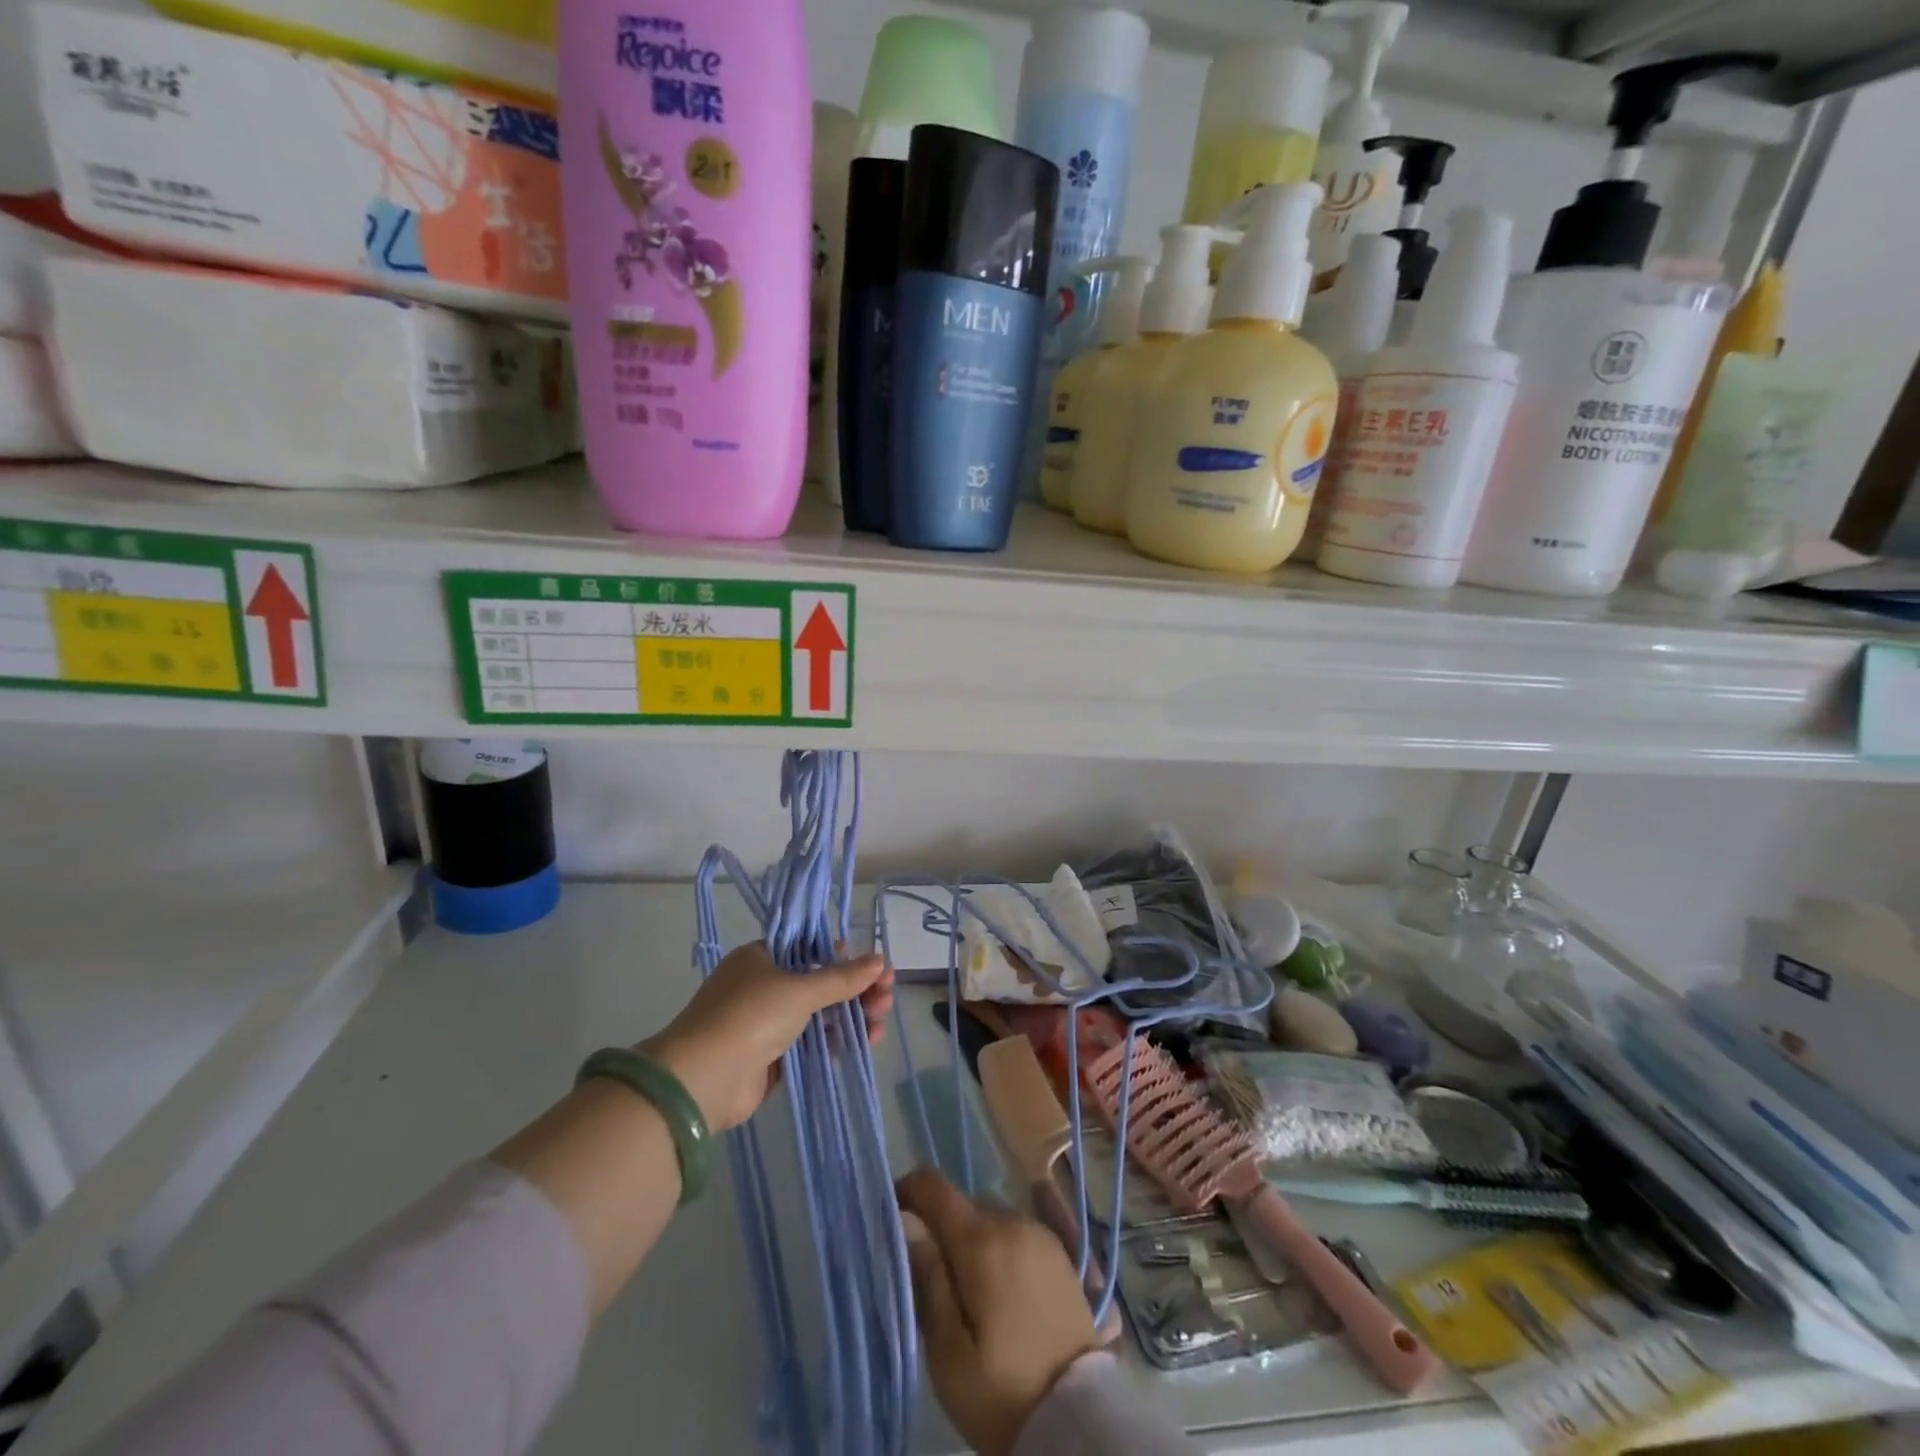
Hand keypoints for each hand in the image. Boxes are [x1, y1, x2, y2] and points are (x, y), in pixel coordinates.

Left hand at [642, 942, 892, 1131]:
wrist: (702, 1081)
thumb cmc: (749, 1016)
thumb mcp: (799, 990)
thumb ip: (841, 978)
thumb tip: (880, 959)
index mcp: (761, 958)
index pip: (810, 949)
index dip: (845, 957)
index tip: (875, 966)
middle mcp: (763, 986)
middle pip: (820, 982)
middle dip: (856, 989)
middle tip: (887, 997)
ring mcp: (767, 1023)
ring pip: (819, 1014)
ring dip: (852, 1016)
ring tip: (880, 1022)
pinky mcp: (772, 1058)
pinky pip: (812, 1044)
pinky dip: (838, 1041)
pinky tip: (865, 1042)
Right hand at [898, 1169, 1099, 1455]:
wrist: (1077, 1419)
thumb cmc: (1002, 1391)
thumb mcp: (948, 1353)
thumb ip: (927, 1279)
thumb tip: (907, 1222)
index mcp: (981, 1240)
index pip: (933, 1185)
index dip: (907, 1192)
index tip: (892, 1222)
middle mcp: (1011, 1221)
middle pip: (962, 1203)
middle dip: (940, 1228)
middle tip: (929, 1278)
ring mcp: (1039, 1233)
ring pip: (989, 1216)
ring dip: (971, 1238)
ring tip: (965, 1289)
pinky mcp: (1058, 1252)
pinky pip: (1015, 1231)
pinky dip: (998, 1246)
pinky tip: (998, 1289)